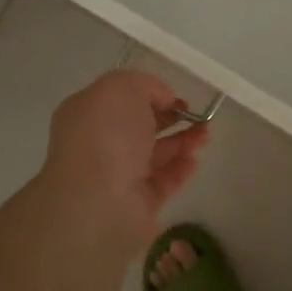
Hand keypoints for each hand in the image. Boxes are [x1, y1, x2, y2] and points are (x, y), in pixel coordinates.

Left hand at [41, 71, 209, 232]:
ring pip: (154, 155)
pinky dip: (179, 170)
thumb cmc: (106, 136)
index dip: (149, 95)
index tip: (175, 96)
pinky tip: (194, 160)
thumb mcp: (122, 88)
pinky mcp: (137, 205)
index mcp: (86, 115)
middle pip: (139, 128)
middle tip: (198, 115)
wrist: (98, 203)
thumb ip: (145, 85)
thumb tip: (163, 99)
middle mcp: (98, 146)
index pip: (119, 100)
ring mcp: (116, 177)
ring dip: (181, 142)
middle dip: (170, 119)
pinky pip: (162, 183)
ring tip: (205, 135)